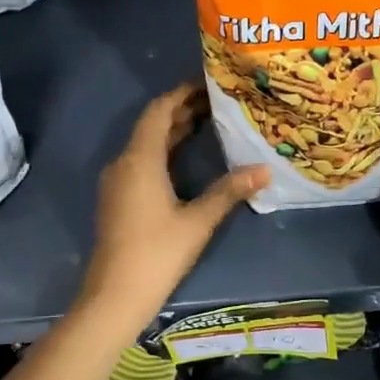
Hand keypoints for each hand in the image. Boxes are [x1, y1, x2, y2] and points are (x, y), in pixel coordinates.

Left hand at [78, 84, 268, 339]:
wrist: (114, 296)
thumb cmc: (157, 254)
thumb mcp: (198, 221)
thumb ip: (229, 191)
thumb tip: (265, 169)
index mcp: (139, 160)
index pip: (159, 111)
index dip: (182, 94)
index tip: (208, 84)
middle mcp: (124, 163)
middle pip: (152, 125)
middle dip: (182, 111)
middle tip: (217, 103)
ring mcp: (118, 182)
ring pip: (146, 145)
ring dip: (173, 132)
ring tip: (208, 123)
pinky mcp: (119, 199)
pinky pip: (141, 162)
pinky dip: (164, 152)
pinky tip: (186, 158)